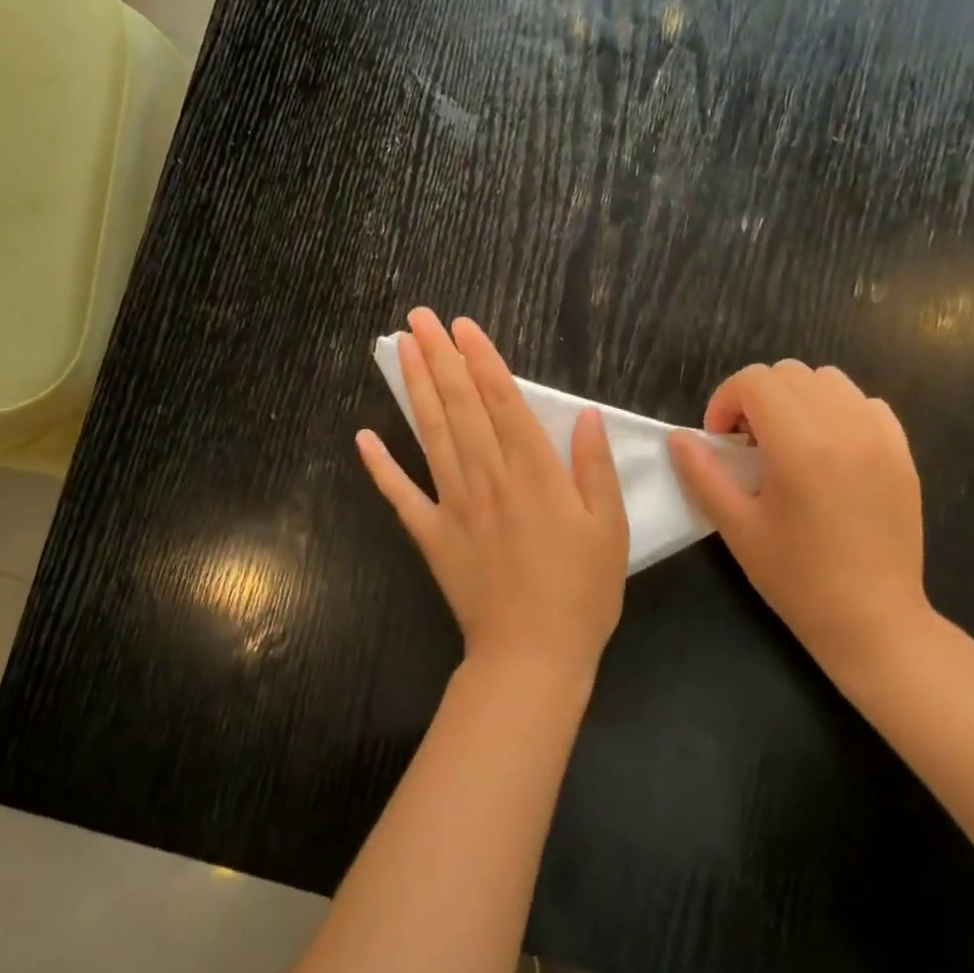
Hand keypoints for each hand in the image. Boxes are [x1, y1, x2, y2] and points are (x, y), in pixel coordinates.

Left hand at [357, 309, 629, 680]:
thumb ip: (595, 468)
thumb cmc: (581, 591)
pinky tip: (363, 437)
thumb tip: (586, 416)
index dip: (481, 359)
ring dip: (415, 389)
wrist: (533, 654)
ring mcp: (454, 505)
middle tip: (418, 318)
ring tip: (399, 350)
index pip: (502, 400)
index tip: (461, 325)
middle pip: (460, 406)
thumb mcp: (610, 528)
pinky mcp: (432, 535)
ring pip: (431, 435)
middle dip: (439, 357)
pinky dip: (380, 466)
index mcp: (534, 472)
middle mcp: (488, 477)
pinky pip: (401, 496)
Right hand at [669, 360, 929, 676]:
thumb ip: (703, 475)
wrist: (873, 620)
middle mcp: (845, 429)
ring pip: (829, 380)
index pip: (756, 381)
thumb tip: (679, 437)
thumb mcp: (737, 528)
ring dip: (797, 398)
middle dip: (757, 397)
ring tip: (788, 441)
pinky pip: (866, 404)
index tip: (721, 440)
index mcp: (801, 448)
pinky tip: (827, 450)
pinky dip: (838, 411)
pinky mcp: (902, 453)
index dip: (725, 400)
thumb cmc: (797, 579)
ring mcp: (880, 438)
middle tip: (748, 443)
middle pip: (790, 373)